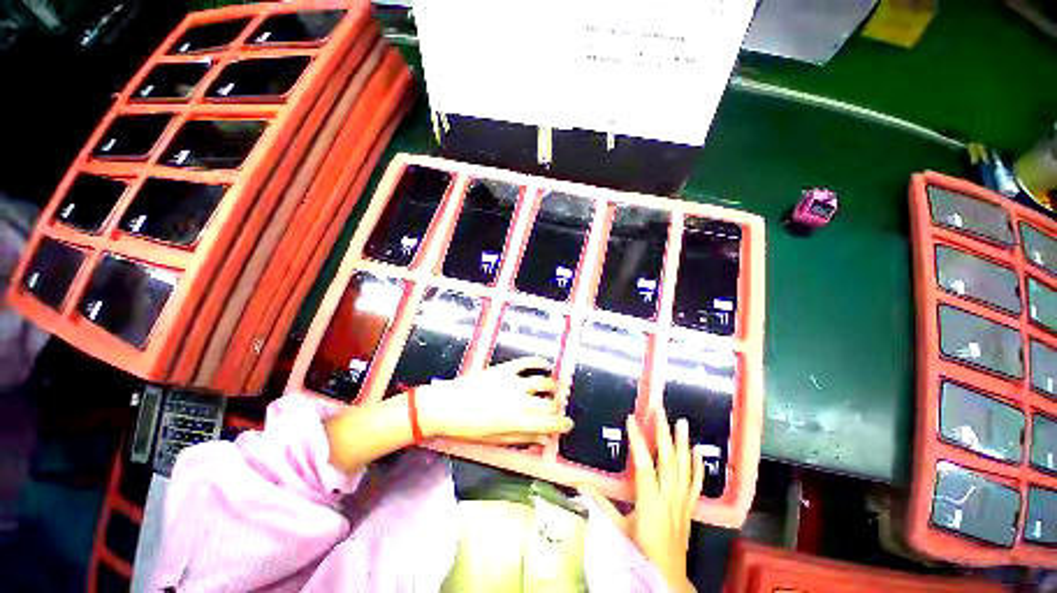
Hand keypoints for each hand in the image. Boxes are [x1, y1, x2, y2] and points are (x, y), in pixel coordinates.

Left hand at [415, 357, 573, 445]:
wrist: (445, 406)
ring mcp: (512, 382)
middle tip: (555, 409)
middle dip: (557, 407)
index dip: (562, 424)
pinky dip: (539, 362)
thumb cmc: (468, 428)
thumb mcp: (496, 440)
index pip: (550, 423)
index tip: (567, 424)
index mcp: (517, 422)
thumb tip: (544, 439)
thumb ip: (523, 438)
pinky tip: (545, 365)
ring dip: (552, 386)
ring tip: (553, 389)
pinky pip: (527, 362)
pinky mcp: (505, 369)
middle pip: (550, 402)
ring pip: (543, 381)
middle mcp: (519, 401)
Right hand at [579, 410, 703, 592]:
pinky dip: (698, 466)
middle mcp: (669, 497)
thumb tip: (580, 484)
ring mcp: (682, 501)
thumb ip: (600, 504)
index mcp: (650, 501)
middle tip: (660, 412)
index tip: (631, 419)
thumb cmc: (640, 552)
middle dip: (663, 433)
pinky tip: (698, 451)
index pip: (644, 464)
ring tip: (683, 422)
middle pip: (668, 460)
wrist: (667, 575)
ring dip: (683, 443)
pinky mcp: (689, 507)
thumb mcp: (618, 528)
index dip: (638, 440)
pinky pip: (695, 483)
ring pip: (684, 467)